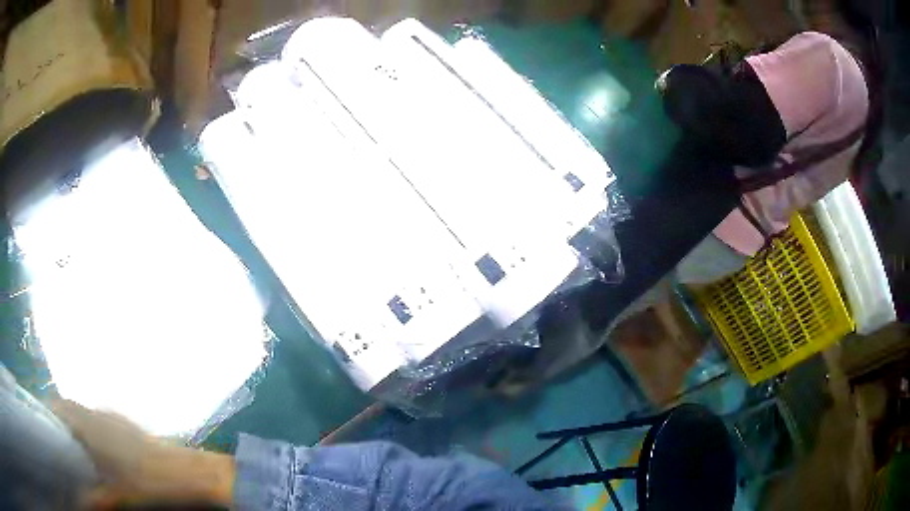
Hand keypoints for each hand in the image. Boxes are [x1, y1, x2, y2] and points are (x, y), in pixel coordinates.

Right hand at [52, 400, 234, 508]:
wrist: (195, 475)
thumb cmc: (153, 484)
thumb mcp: (121, 496)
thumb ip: (98, 498)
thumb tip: (82, 503)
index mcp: (94, 426)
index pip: (64, 406)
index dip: (53, 411)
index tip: (47, 423)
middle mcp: (104, 415)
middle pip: (76, 409)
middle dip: (66, 421)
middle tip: (62, 440)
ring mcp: (121, 419)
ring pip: (91, 415)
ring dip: (82, 426)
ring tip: (80, 447)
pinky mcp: (135, 428)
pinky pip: (107, 422)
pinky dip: (98, 430)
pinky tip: (105, 451)